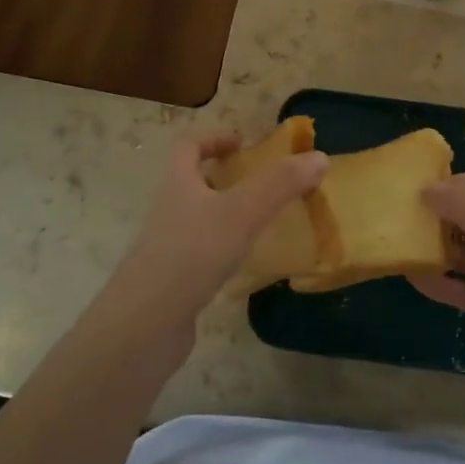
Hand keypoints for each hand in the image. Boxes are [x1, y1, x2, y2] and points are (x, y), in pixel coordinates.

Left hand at [107, 134, 328, 325]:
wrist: (145, 324)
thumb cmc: (191, 254)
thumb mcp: (241, 212)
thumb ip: (279, 184)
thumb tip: (319, 157)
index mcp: (178, 185)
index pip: (188, 147)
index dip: (213, 139)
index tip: (243, 144)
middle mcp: (168, 212)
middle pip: (193, 184)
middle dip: (227, 180)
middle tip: (264, 186)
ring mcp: (168, 249)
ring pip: (200, 221)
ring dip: (228, 217)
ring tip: (264, 223)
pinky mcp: (174, 282)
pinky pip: (202, 256)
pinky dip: (225, 253)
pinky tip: (247, 265)